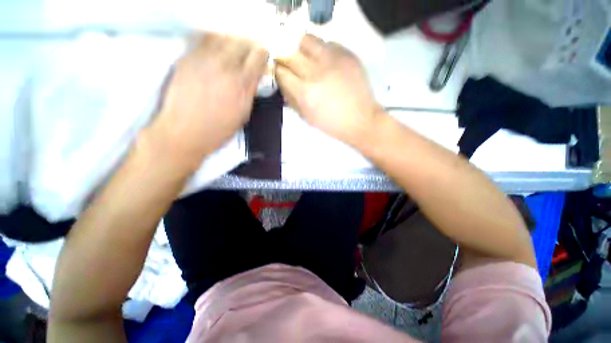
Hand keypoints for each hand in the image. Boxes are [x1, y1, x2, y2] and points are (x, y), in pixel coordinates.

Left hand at [150, 33, 267, 169]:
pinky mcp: (187, 58)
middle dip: (248, 47)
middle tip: (248, 55)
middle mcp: (225, 65)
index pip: (259, 55)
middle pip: (242, 41)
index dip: (262, 55)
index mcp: (242, 82)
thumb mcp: (244, 114)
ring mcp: (204, 59)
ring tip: (231, 52)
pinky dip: (213, 41)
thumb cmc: (219, 129)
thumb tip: (255, 77)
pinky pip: (204, 39)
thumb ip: (251, 91)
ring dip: (231, 43)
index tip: (262, 58)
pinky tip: (215, 52)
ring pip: (223, 37)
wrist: (184, 131)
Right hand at [275, 34, 381, 145]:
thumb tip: (283, 83)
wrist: (361, 120)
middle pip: (290, 52)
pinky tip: (325, 61)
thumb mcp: (307, 117)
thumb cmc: (332, 124)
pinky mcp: (347, 54)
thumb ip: (292, 99)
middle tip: (290, 63)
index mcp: (305, 93)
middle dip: (286, 57)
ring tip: (307, 58)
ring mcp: (332, 60)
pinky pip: (327, 43)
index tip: (280, 71)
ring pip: (307, 40)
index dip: (278, 70)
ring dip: (302, 48)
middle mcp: (316, 73)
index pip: (281, 72)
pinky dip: (321, 50)